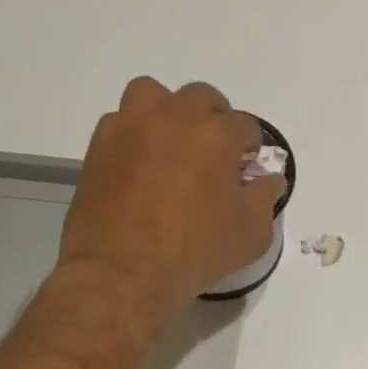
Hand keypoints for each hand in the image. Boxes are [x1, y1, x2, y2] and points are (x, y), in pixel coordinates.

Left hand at [58, 77, 282, 306]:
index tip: (244, 172)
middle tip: (211, 154)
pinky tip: (138, 162)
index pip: (245, 126)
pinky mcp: (100, 146)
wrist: (121, 275)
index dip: (249, 149)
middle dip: (212, 119)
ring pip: (152, 93)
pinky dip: (132, 134)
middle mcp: (175, 118)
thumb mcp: (252, 232)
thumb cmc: (194, 252)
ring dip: (166, 111)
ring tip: (170, 142)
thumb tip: (267, 179)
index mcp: (217, 133)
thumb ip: (266, 197)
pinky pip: (120, 122)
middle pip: (202, 97)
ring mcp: (133, 127)